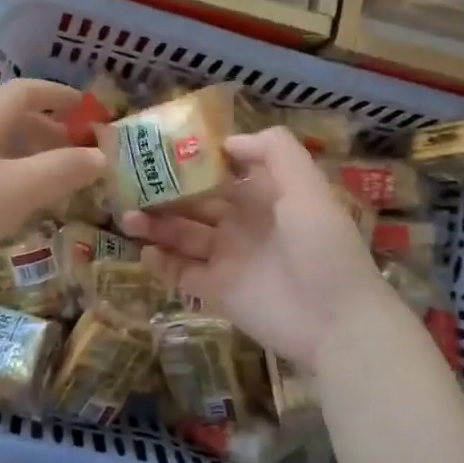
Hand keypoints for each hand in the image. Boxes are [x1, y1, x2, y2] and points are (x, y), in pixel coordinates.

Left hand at [0, 78, 105, 275]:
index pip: (23, 92)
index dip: (57, 95)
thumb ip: (63, 171)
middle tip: (73, 153)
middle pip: (7, 119)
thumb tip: (100, 156)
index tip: (84, 108)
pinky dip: (3, 177)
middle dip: (45, 131)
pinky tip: (7, 207)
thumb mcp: (19, 190)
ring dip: (24, 156)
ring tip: (47, 182)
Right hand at [120, 126, 400, 371]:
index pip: (222, 172)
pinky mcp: (218, 291)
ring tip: (127, 217)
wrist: (336, 321)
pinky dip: (162, 263)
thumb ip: (275, 152)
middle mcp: (242, 223)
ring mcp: (228, 258)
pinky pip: (182, 273)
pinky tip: (144, 252)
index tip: (160, 149)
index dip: (193, 161)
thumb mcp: (307, 188)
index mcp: (263, 196)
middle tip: (129, 185)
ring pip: (183, 235)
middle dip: (164, 193)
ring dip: (155, 225)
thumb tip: (227, 141)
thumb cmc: (322, 247)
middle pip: (195, 202)